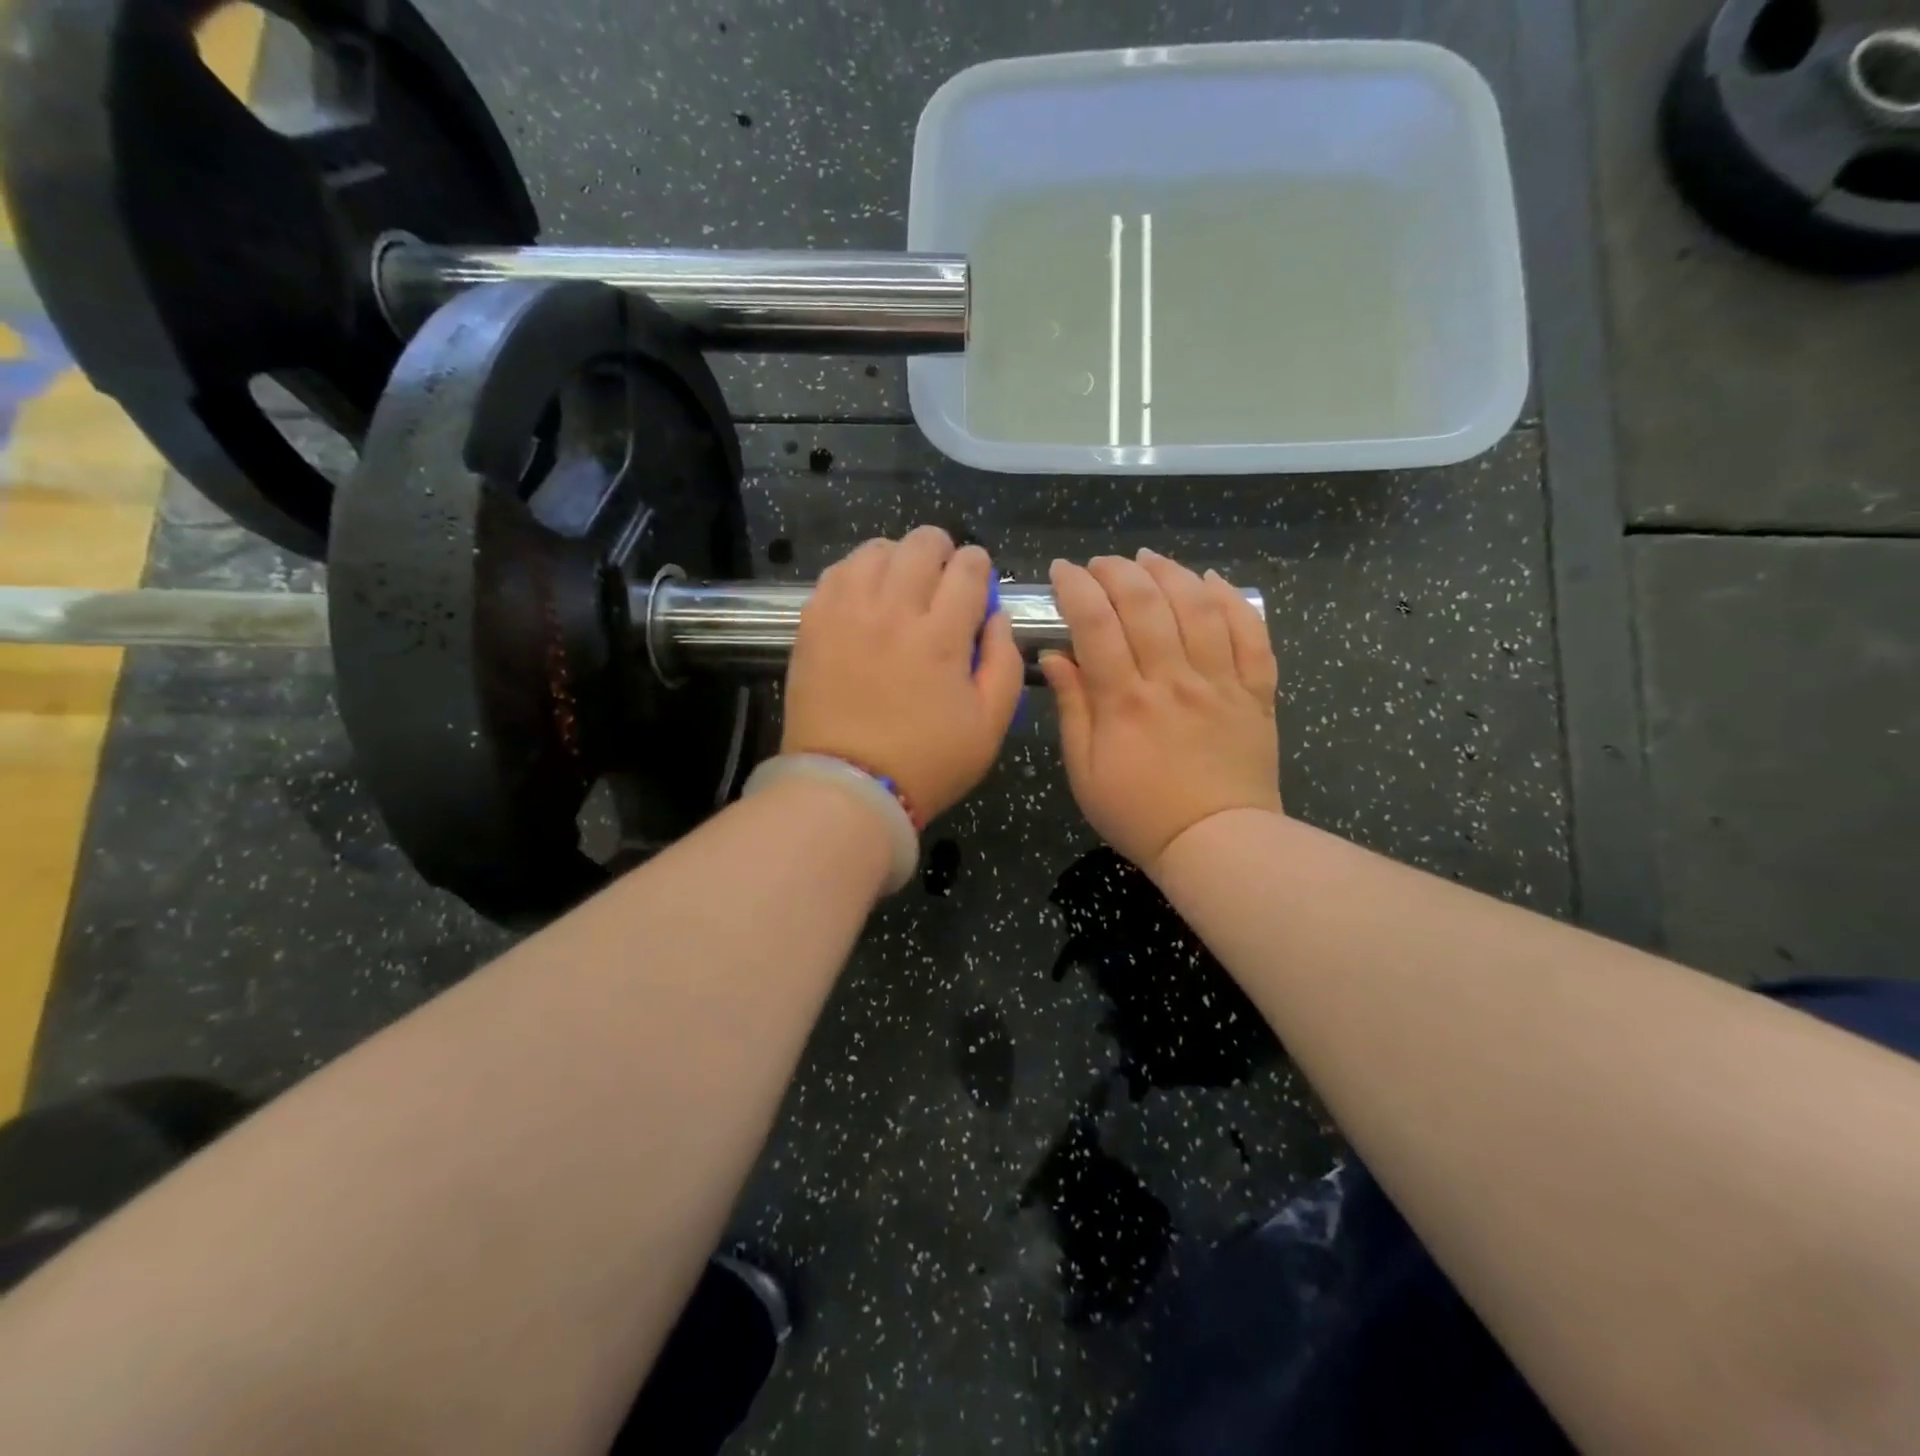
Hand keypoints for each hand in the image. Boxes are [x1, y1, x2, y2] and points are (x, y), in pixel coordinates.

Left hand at [783, 527, 1024, 822]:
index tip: (977, 582)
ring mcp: (847, 613)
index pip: (968, 568)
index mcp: (942, 636)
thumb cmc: (927, 763)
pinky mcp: (813, 624)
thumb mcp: (990, 725)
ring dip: (898, 557)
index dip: (979, 565)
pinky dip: (857, 573)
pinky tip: (865, 595)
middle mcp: (894, 611)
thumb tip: (997, 616)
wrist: (848, 787)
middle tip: (943, 576)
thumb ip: (1005, 663)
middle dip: (942, 550)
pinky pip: (837, 573)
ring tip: (901, 582)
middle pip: (921, 544)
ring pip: (876, 550)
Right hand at [1040, 551, 1281, 873]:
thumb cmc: (1139, 815)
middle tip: (1100, 563)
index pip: (1096, 625)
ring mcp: (1220, 683)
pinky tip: (1211, 580)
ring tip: (1148, 559)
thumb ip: (1072, 710)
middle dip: (1118, 571)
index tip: (1061, 570)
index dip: (1076, 588)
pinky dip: (1232, 600)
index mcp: (1125, 702)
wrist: (1217, 844)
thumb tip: (1055, 657)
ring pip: (1198, 607)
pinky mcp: (1255, 692)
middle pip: (1146, 604)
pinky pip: (1251, 634)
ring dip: (1170, 573)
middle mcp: (1174, 681)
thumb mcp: (1085, 773)